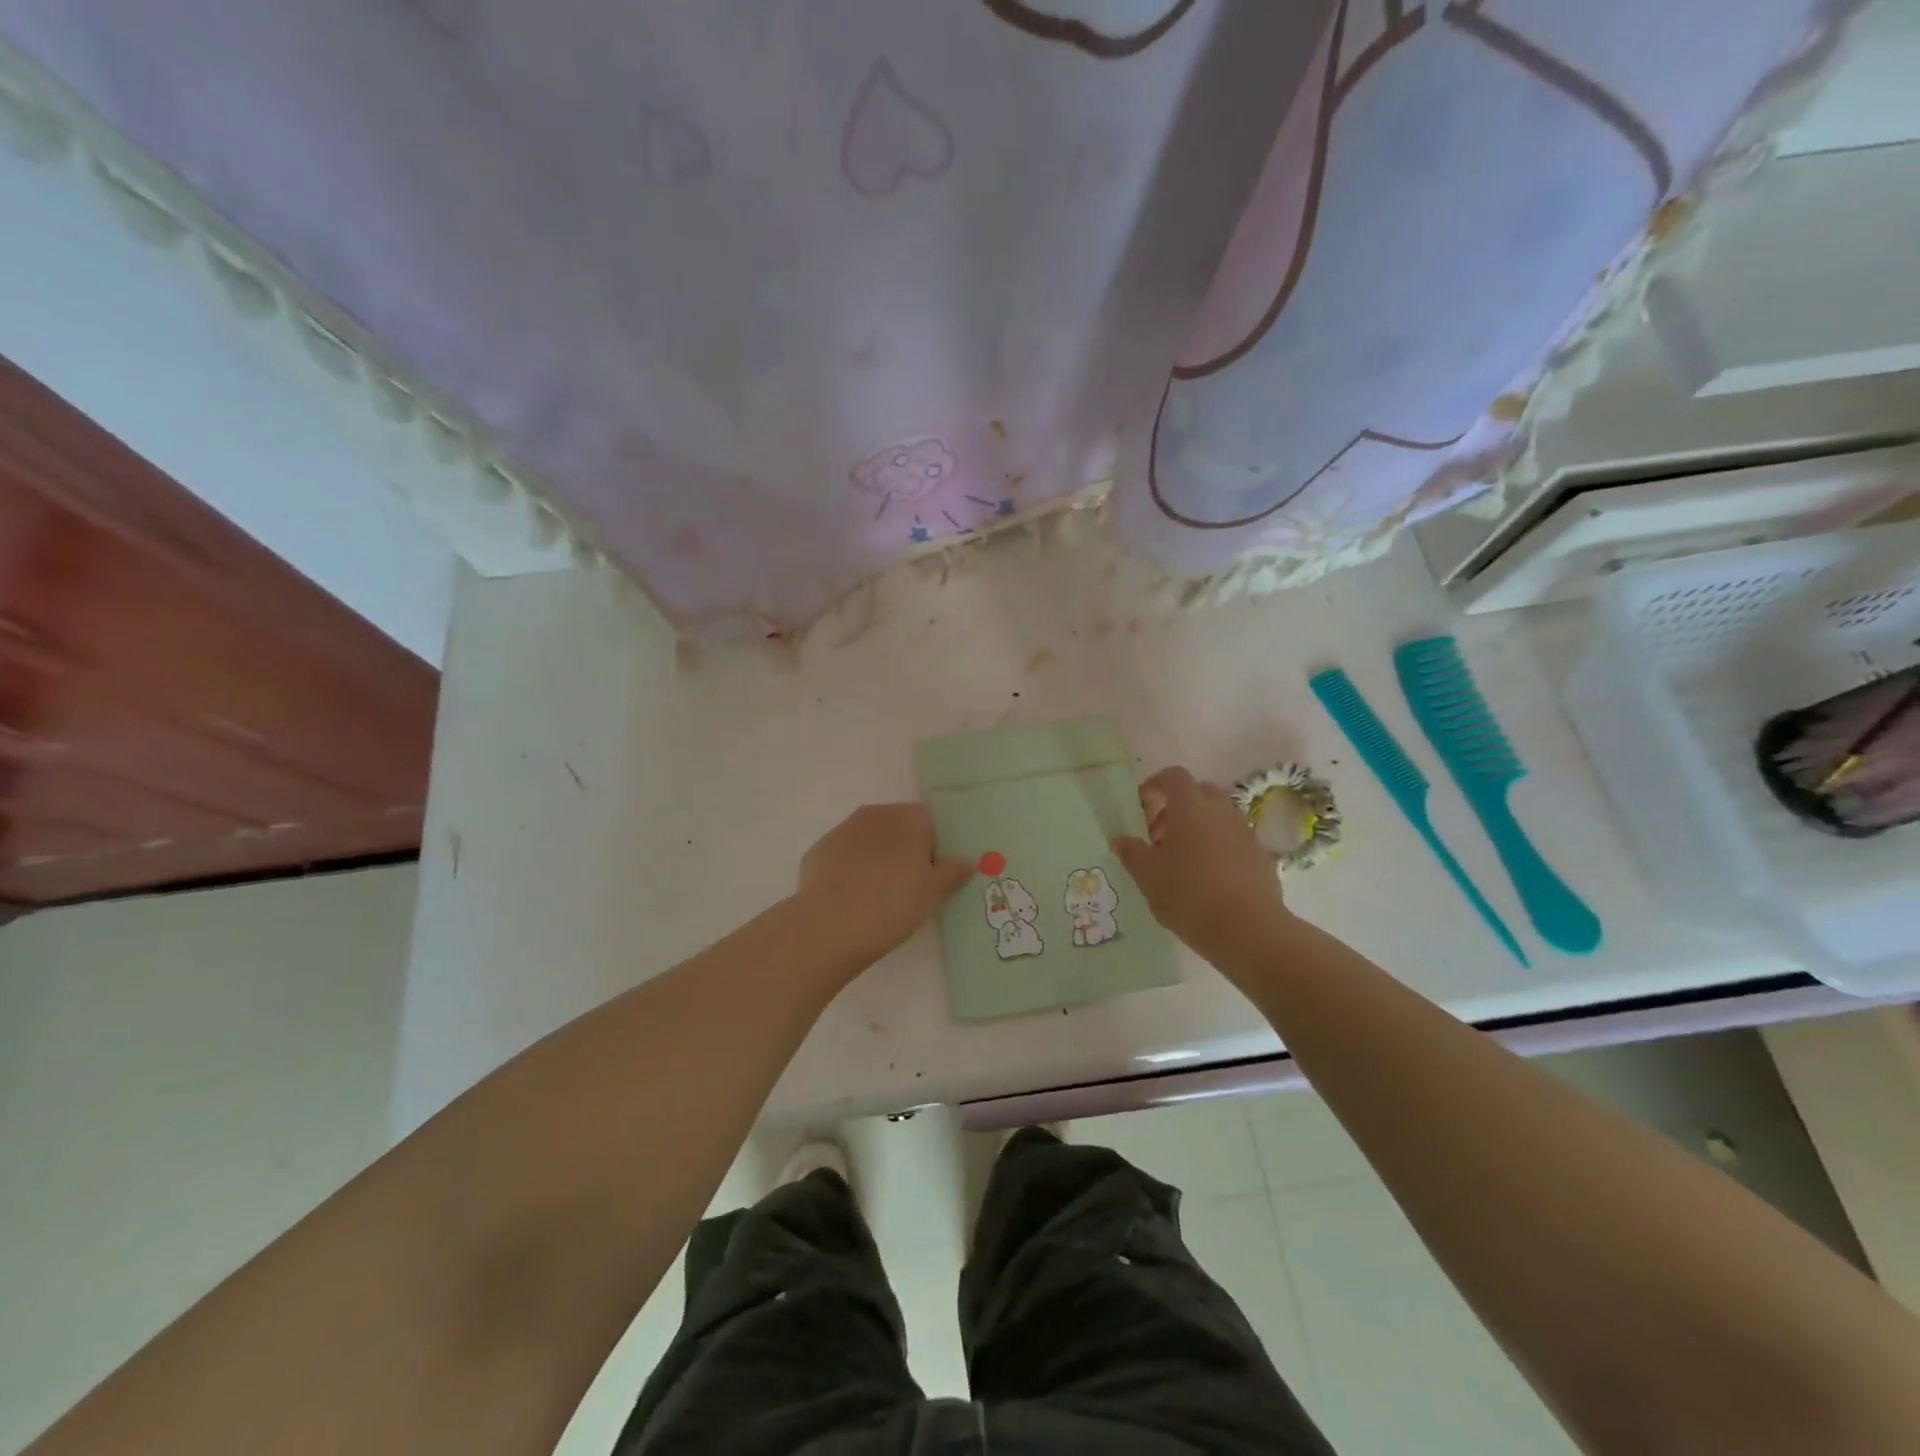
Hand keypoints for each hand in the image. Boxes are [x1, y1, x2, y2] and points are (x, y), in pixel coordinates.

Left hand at [795, 803, 973, 970]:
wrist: (828, 926)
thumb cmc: (892, 905)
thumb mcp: (933, 894)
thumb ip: (953, 872)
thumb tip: (967, 860)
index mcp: (908, 818)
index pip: (930, 821)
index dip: (934, 847)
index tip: (932, 875)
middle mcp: (875, 814)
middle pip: (898, 826)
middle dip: (904, 849)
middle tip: (909, 886)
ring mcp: (843, 829)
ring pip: (869, 839)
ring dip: (877, 857)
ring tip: (878, 894)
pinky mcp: (819, 850)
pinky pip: (844, 855)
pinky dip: (850, 869)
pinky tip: (851, 897)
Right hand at [1113, 767, 1293, 964]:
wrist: (1248, 930)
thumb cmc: (1189, 895)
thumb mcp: (1147, 876)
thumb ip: (1132, 853)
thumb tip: (1120, 840)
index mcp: (1191, 807)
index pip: (1173, 777)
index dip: (1155, 784)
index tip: (1141, 805)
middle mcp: (1221, 811)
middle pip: (1199, 792)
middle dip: (1176, 807)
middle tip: (1159, 836)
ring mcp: (1245, 832)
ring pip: (1218, 816)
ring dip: (1198, 827)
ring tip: (1181, 860)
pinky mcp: (1261, 856)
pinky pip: (1233, 839)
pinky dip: (1217, 847)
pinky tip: (1207, 878)